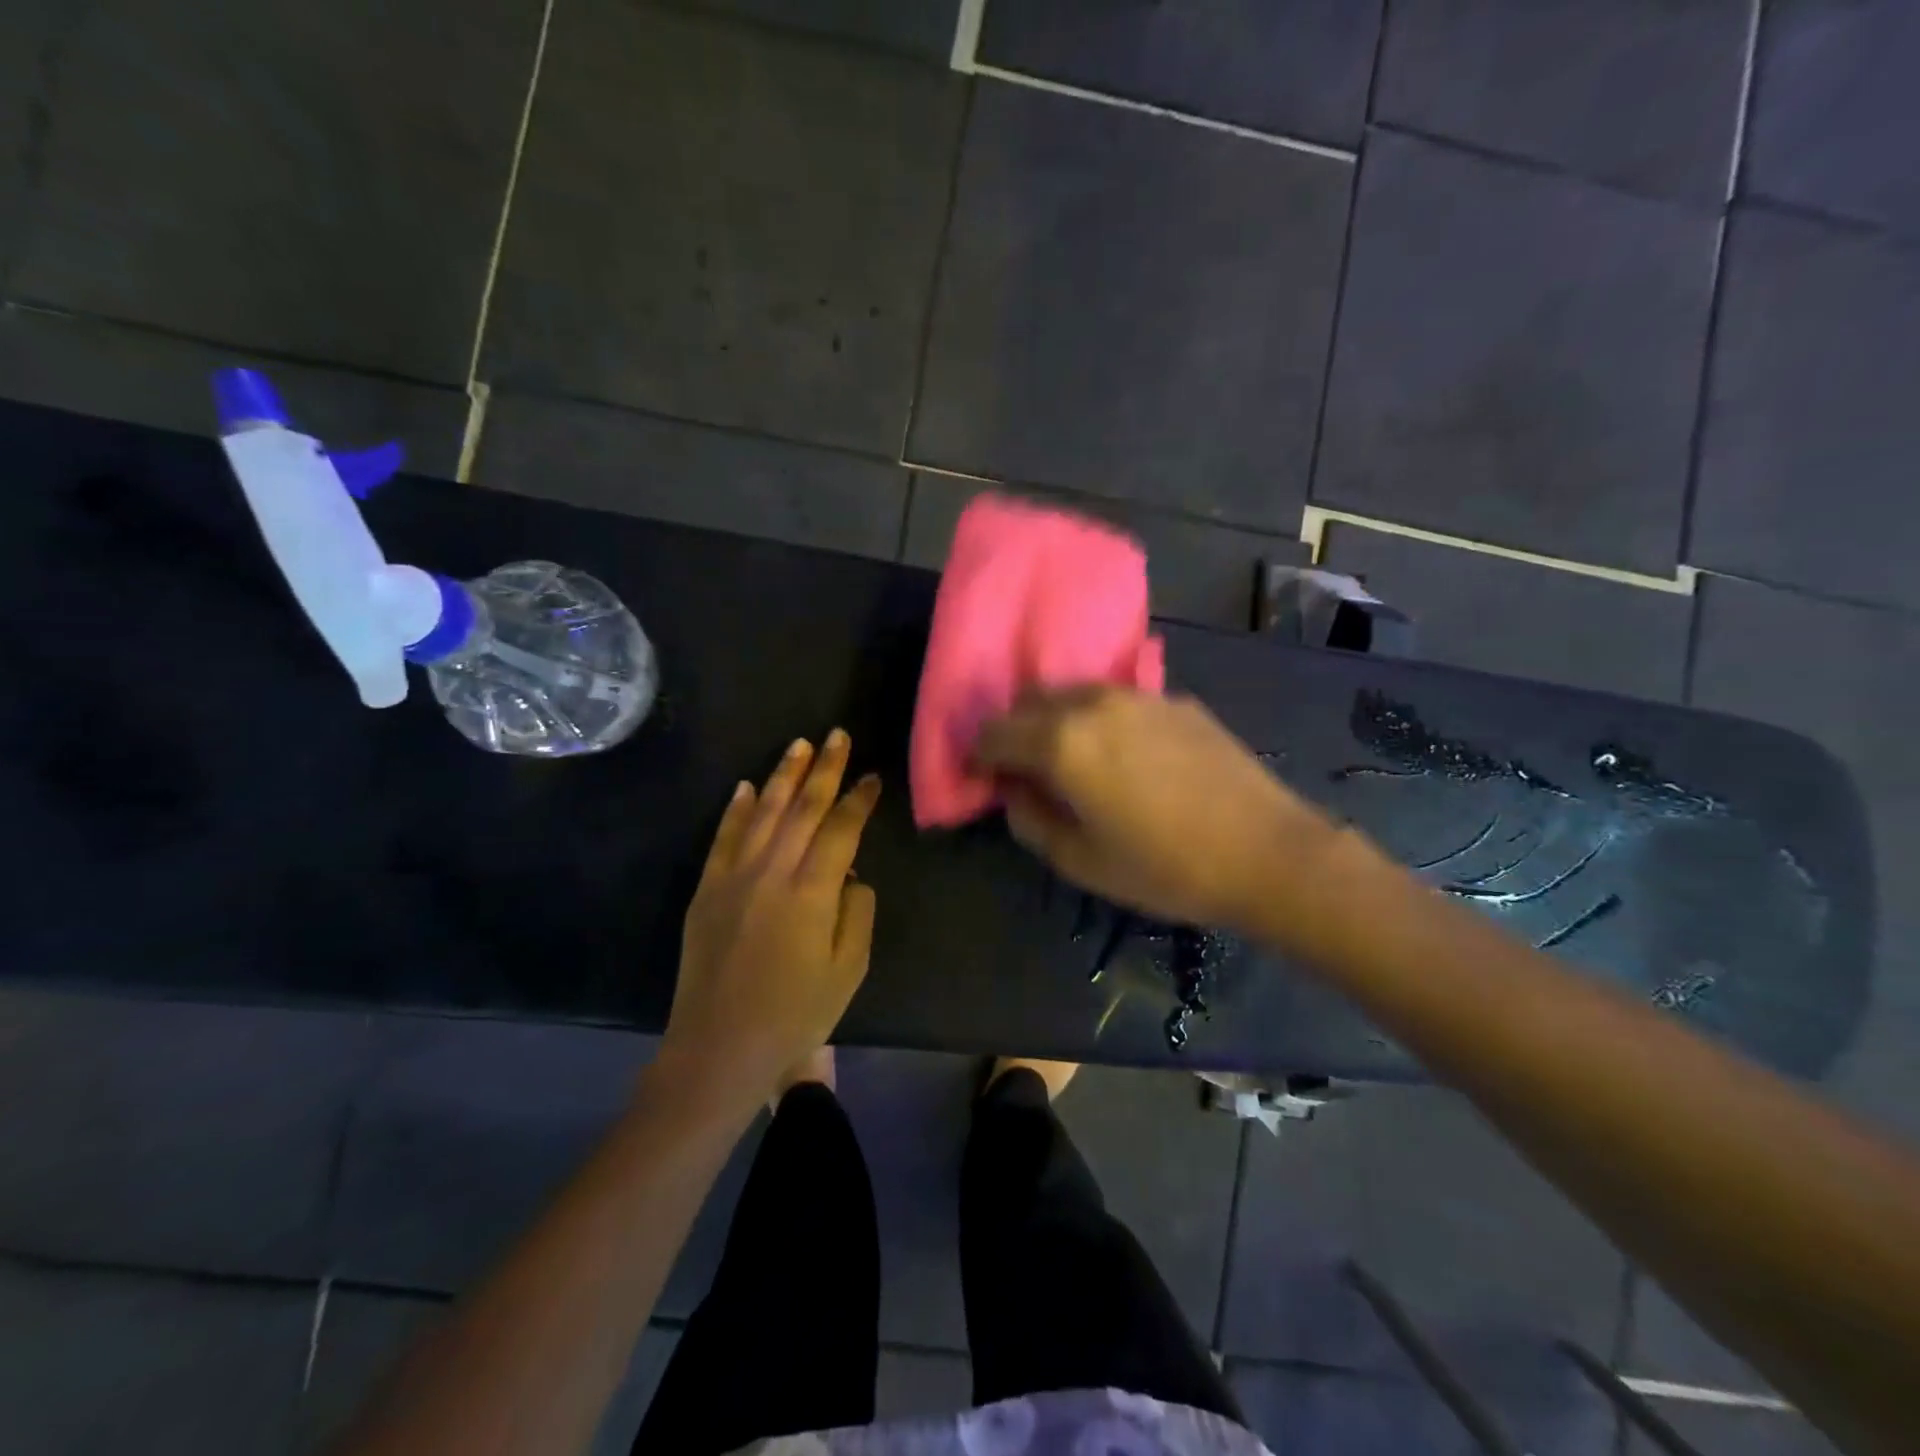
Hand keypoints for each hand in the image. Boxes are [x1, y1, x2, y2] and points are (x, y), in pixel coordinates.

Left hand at [657, 730, 880, 1121]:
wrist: (719, 1048)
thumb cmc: (795, 1014)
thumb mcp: (848, 969)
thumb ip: (856, 912)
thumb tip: (851, 875)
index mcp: (811, 891)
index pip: (841, 828)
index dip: (859, 799)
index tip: (873, 776)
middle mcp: (771, 871)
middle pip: (803, 808)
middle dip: (824, 769)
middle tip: (838, 735)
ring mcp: (733, 877)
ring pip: (764, 812)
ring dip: (784, 775)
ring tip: (800, 744)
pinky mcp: (707, 889)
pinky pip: (724, 837)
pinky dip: (738, 809)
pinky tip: (748, 786)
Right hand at [973, 687, 1330, 930]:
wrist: (1268, 853)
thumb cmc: (1165, 869)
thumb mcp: (1081, 862)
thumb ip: (1031, 820)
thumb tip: (1013, 791)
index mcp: (1061, 742)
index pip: (994, 732)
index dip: (979, 756)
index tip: (984, 779)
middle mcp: (1092, 703)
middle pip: (1030, 701)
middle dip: (1015, 732)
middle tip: (1024, 771)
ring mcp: (1138, 696)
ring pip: (1074, 694)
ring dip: (1057, 720)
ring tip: (1072, 761)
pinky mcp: (1174, 701)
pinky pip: (1116, 701)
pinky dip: (1099, 720)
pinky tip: (1124, 757)